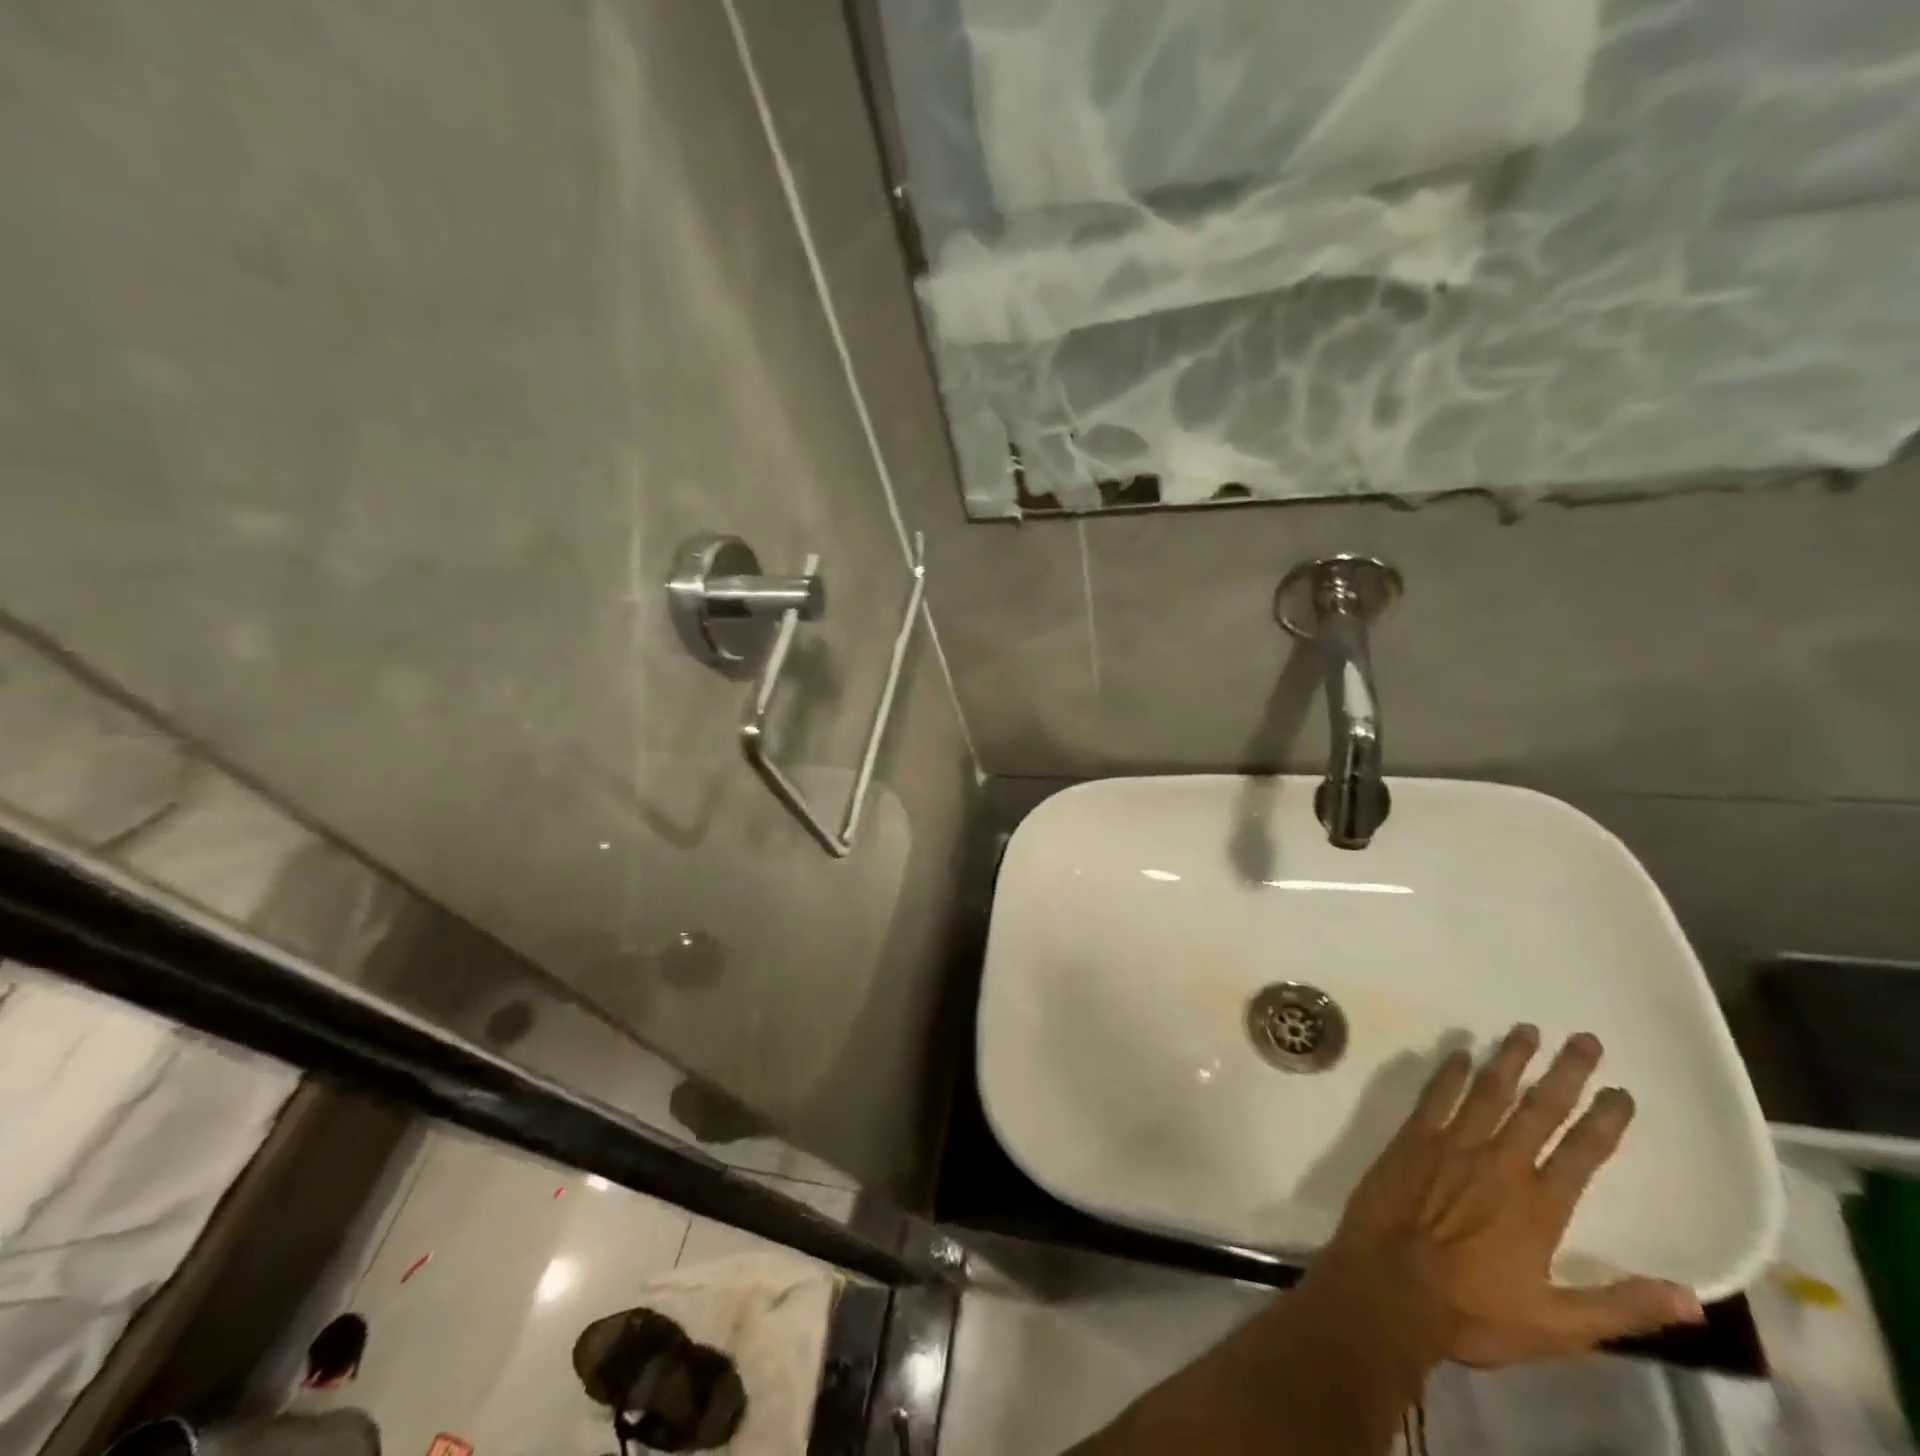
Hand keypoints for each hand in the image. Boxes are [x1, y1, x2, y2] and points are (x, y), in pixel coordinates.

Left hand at [1302, 1024, 1706, 1370]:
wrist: (1389, 1284)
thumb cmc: (1472, 1310)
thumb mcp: (1558, 1326)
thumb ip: (1622, 1307)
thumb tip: (1692, 1299)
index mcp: (1538, 1205)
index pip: (1583, 1153)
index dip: (1605, 1120)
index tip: (1622, 1091)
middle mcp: (1498, 1162)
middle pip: (1539, 1109)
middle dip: (1565, 1073)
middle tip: (1584, 1039)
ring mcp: (1450, 1144)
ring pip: (1487, 1091)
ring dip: (1509, 1059)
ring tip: (1526, 1029)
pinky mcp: (1410, 1138)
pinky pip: (1435, 1096)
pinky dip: (1450, 1072)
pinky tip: (1460, 1052)